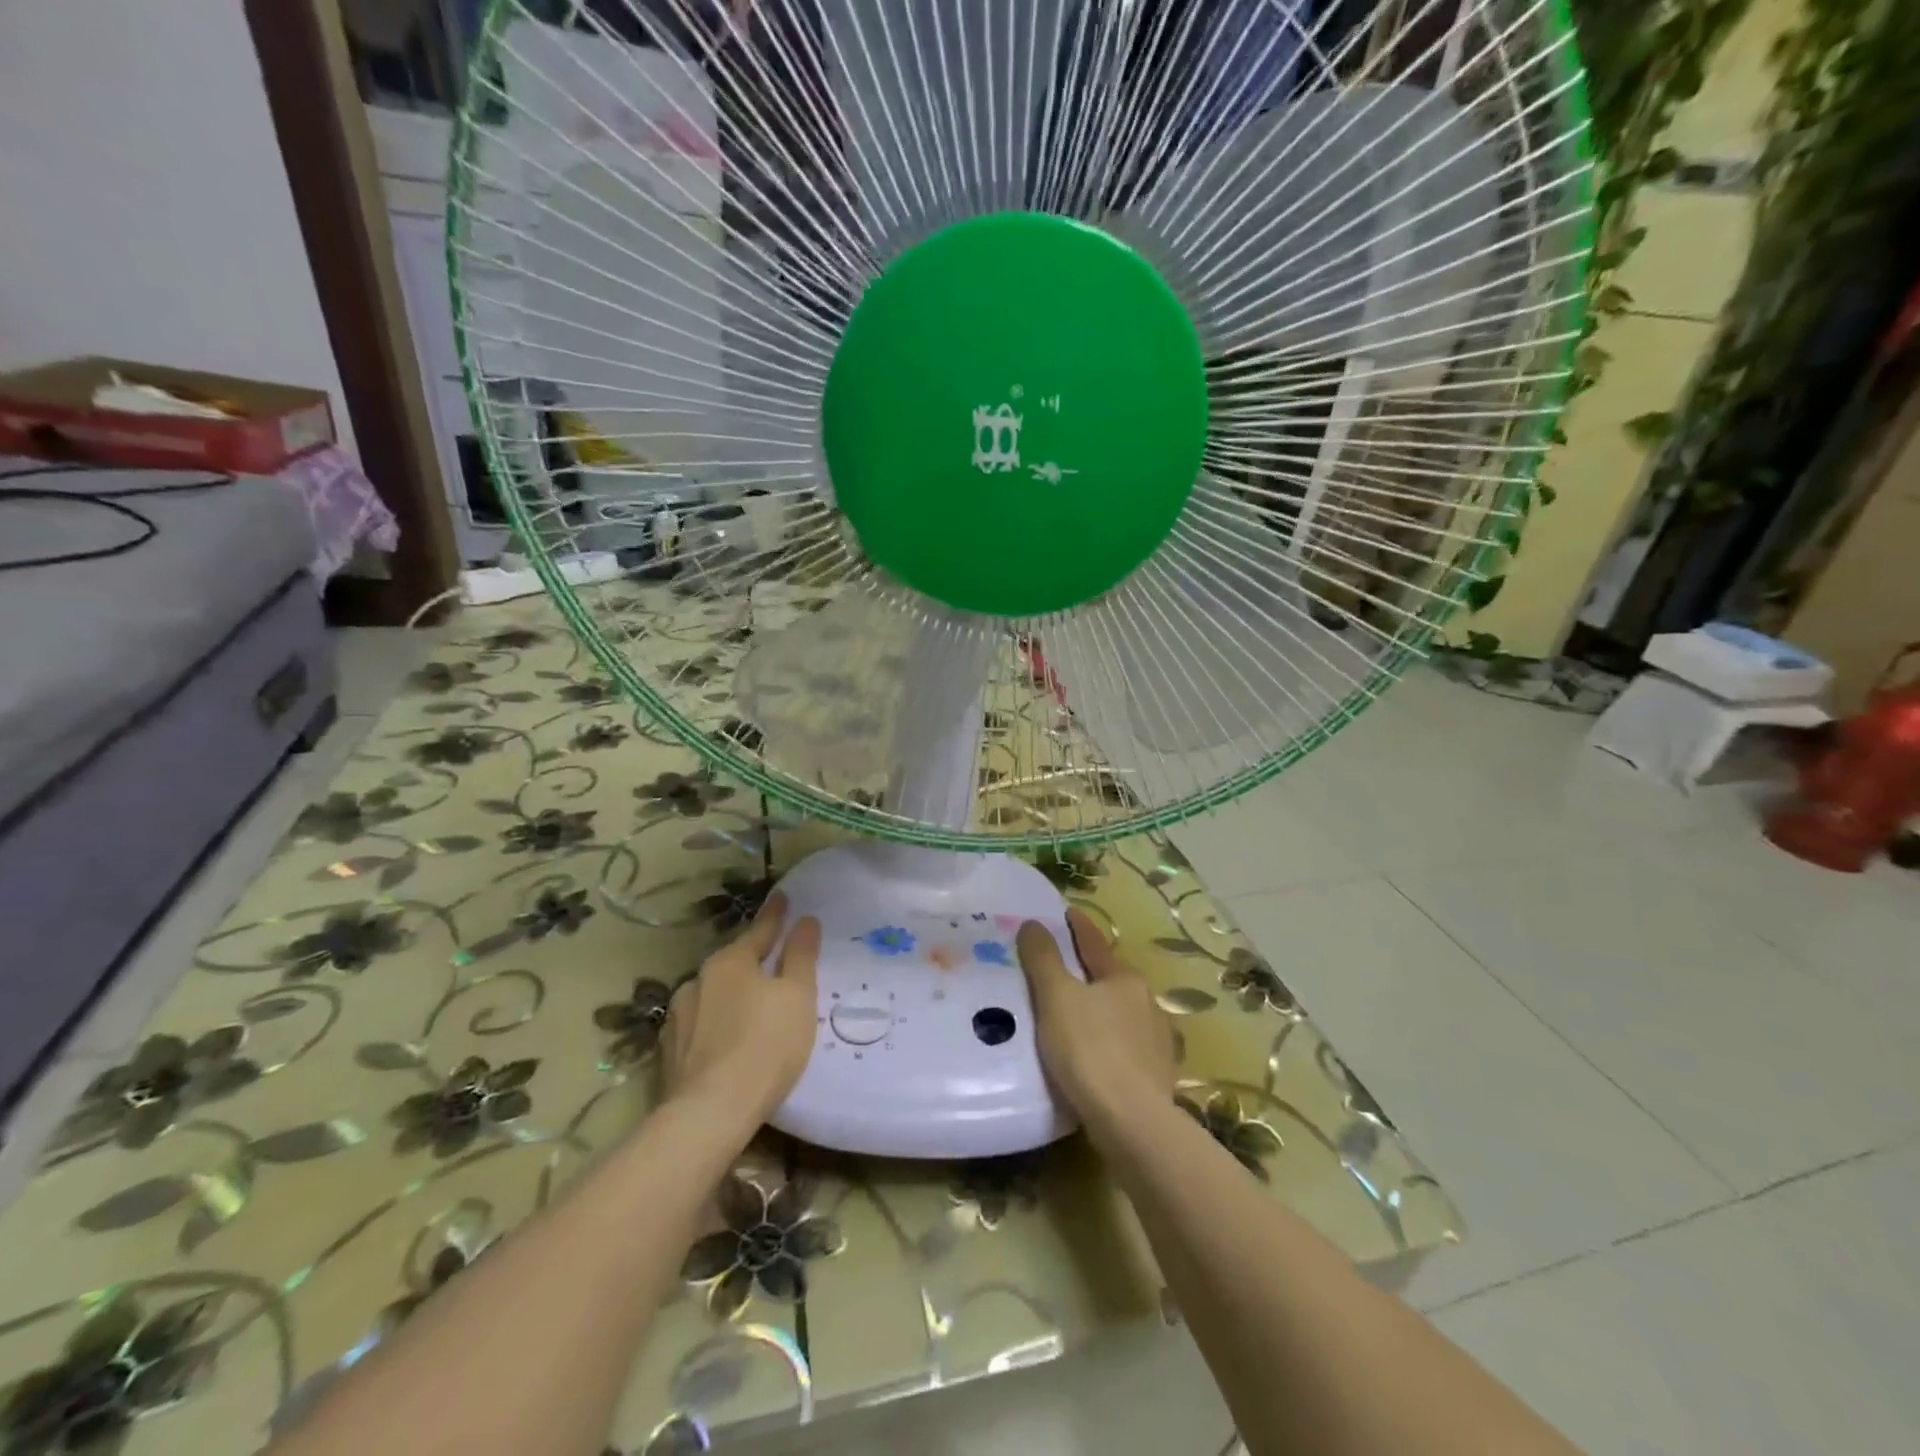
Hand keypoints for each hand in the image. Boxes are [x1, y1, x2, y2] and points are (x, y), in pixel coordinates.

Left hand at [663, 893, 820, 1125]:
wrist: (709, 1114)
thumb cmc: (765, 1046)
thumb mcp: (798, 997)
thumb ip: (801, 956)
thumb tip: (805, 920)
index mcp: (731, 961)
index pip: (760, 930)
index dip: (776, 915)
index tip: (783, 897)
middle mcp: (698, 979)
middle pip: (733, 961)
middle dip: (752, 958)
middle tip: (772, 959)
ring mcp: (679, 1016)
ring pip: (713, 993)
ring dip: (731, 993)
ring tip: (749, 1005)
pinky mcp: (669, 1052)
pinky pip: (700, 1024)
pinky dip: (715, 1023)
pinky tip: (724, 1039)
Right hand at [1017, 908, 1175, 1134]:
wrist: (1132, 1122)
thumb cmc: (1089, 1049)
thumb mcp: (1056, 998)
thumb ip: (1043, 959)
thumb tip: (1033, 923)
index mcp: (1124, 979)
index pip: (1095, 944)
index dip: (1079, 928)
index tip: (1069, 912)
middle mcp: (1147, 1003)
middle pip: (1111, 979)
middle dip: (1090, 971)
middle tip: (1064, 968)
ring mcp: (1157, 1041)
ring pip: (1122, 1014)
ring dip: (1102, 1009)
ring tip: (1078, 1014)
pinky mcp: (1157, 1075)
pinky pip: (1127, 1047)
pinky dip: (1110, 1042)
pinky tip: (1099, 1054)